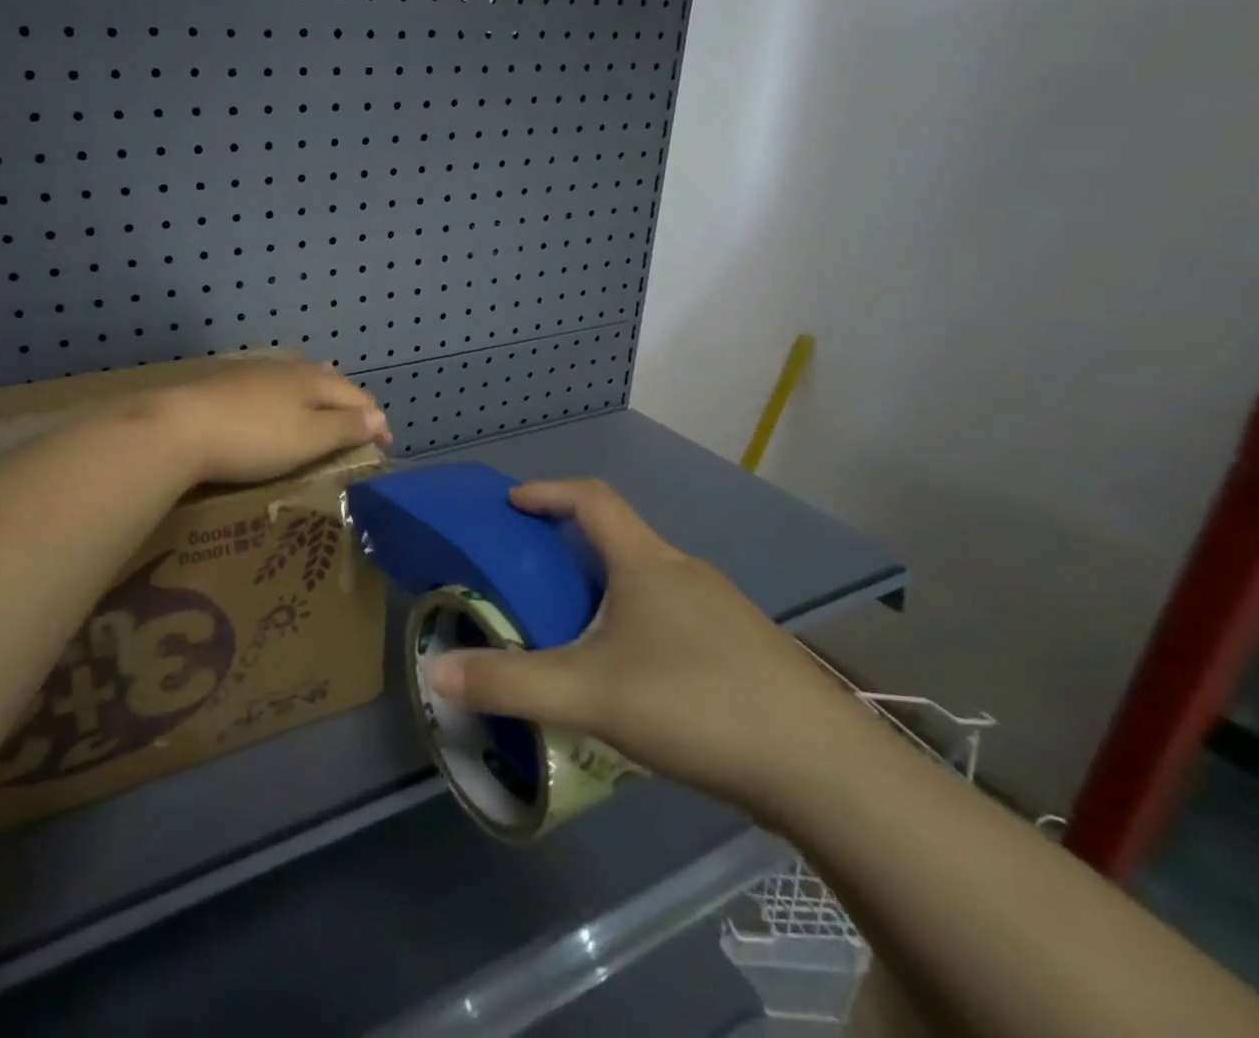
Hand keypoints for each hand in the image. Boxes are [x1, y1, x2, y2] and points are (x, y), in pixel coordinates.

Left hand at [151, 359, 392, 484]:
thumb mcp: (308, 439)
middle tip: (358, 424)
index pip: (357, 396)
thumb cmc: (254, 438)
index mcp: (313, 381)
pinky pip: (274, 385)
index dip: (376, 420)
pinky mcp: (229, 383)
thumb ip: (346, 427)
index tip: (385, 444)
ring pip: (300, 379)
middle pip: (330, 380)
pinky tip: (278, 407)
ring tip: (324, 410)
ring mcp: (256, 372)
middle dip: (349, 401)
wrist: (180, 428)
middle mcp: (289, 368)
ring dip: (319, 395)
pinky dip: (290, 397)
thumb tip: (379, 416)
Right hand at [426, 478, 873, 822]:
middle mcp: (685, 571)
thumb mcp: (590, 694)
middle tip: (534, 583)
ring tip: (577, 635)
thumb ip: (510, 684)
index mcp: (647, 562)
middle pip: (619, 539)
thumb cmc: (695, 704)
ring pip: (649, 582)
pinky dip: (641, 625)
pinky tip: (638, 678)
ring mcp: (722, 609)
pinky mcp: (745, 647)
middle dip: (572, 550)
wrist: (823, 767)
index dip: (548, 492)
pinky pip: (676, 616)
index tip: (513, 504)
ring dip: (608, 592)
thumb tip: (435, 674)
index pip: (592, 498)